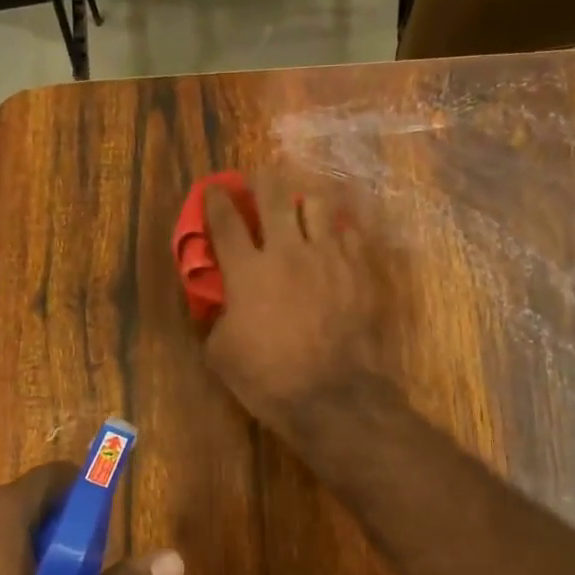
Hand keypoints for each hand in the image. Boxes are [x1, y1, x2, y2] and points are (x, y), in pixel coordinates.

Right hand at [204, 174, 381, 438]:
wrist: (333, 395)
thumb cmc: (269, 379)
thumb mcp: (221, 354)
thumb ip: (216, 318)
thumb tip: (221, 304)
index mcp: (247, 271)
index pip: (226, 221)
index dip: (216, 200)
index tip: (214, 189)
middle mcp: (287, 251)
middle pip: (274, 196)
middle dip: (263, 181)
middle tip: (261, 179)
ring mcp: (329, 256)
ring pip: (318, 204)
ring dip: (305, 198)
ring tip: (303, 202)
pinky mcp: (360, 269)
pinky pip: (351, 231)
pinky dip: (339, 228)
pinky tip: (337, 234)